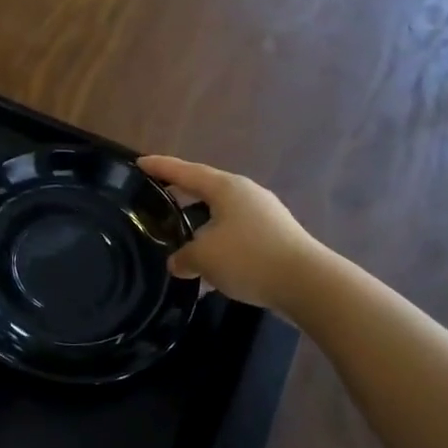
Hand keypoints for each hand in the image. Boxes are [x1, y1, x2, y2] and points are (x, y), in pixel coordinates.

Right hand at [139, 156, 318, 313]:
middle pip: (205, 190)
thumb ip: (183, 256)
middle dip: (181, 195)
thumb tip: (178, 262)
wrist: (308, 284)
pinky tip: (209, 270)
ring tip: (180, 240)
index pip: (185, 172)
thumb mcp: (203, 257)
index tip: (139, 163)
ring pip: (221, 215)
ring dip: (200, 226)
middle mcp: (246, 194)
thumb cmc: (249, 258)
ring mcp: (265, 215)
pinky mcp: (275, 238)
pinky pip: (236, 236)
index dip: (161, 167)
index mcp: (226, 188)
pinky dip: (218, 246)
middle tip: (157, 198)